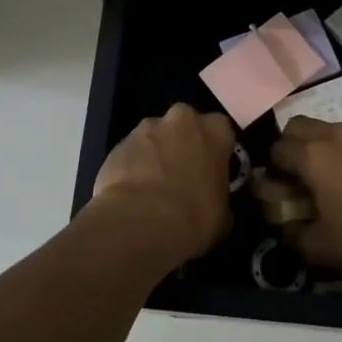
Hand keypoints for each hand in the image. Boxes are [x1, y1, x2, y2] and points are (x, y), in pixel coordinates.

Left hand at [91, 104, 235, 264]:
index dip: (216, 151)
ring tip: (152, 189)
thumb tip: (211, 200)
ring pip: (155, 137)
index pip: (222, 130)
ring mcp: (145, 128)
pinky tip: (131, 194)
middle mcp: (181, 118)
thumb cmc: (194, 218)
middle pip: (185, 125)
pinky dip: (133, 167)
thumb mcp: (223, 215)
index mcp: (215, 130)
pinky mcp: (118, 144)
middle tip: (182, 176)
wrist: (140, 223)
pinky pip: (131, 153)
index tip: (211, 171)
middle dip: (183, 144)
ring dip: (155, 155)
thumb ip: (219, 196)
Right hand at [270, 117, 341, 291]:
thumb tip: (284, 226)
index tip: (277, 190)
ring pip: (334, 130)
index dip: (271, 170)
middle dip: (292, 146)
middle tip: (298, 178)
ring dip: (325, 147)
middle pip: (300, 126)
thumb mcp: (320, 249)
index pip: (277, 149)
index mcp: (315, 155)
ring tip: (334, 180)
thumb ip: (292, 234)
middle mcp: (339, 135)